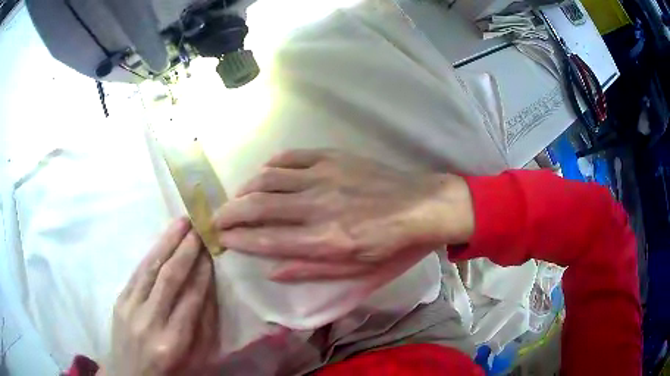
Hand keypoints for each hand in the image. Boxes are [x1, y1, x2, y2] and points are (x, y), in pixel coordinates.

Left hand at [109, 219, 219, 375]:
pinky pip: (137, 273)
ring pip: (150, 268)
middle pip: (169, 278)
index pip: (191, 299)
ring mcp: (129, 308)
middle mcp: (149, 321)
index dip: (202, 272)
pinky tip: (161, 241)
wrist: (130, 375)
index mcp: (172, 342)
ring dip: (166, 243)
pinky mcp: (119, 300)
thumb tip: (210, 289)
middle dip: (186, 250)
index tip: (212, 250)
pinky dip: (151, 254)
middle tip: (198, 227)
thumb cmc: (170, 372)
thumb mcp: (195, 360)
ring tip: (181, 223)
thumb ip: (204, 327)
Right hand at [214, 150, 473, 280]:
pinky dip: (271, 165)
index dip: (239, 240)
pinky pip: (290, 157)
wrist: (420, 206)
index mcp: (323, 240)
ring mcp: (322, 177)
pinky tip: (264, 173)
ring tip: (236, 199)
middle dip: (229, 213)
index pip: (266, 240)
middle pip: (258, 206)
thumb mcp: (354, 270)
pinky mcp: (331, 158)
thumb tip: (272, 272)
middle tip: (216, 218)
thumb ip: (310, 270)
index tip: (222, 239)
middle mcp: (316, 207)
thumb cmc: (388, 244)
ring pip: (268, 179)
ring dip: (245, 189)